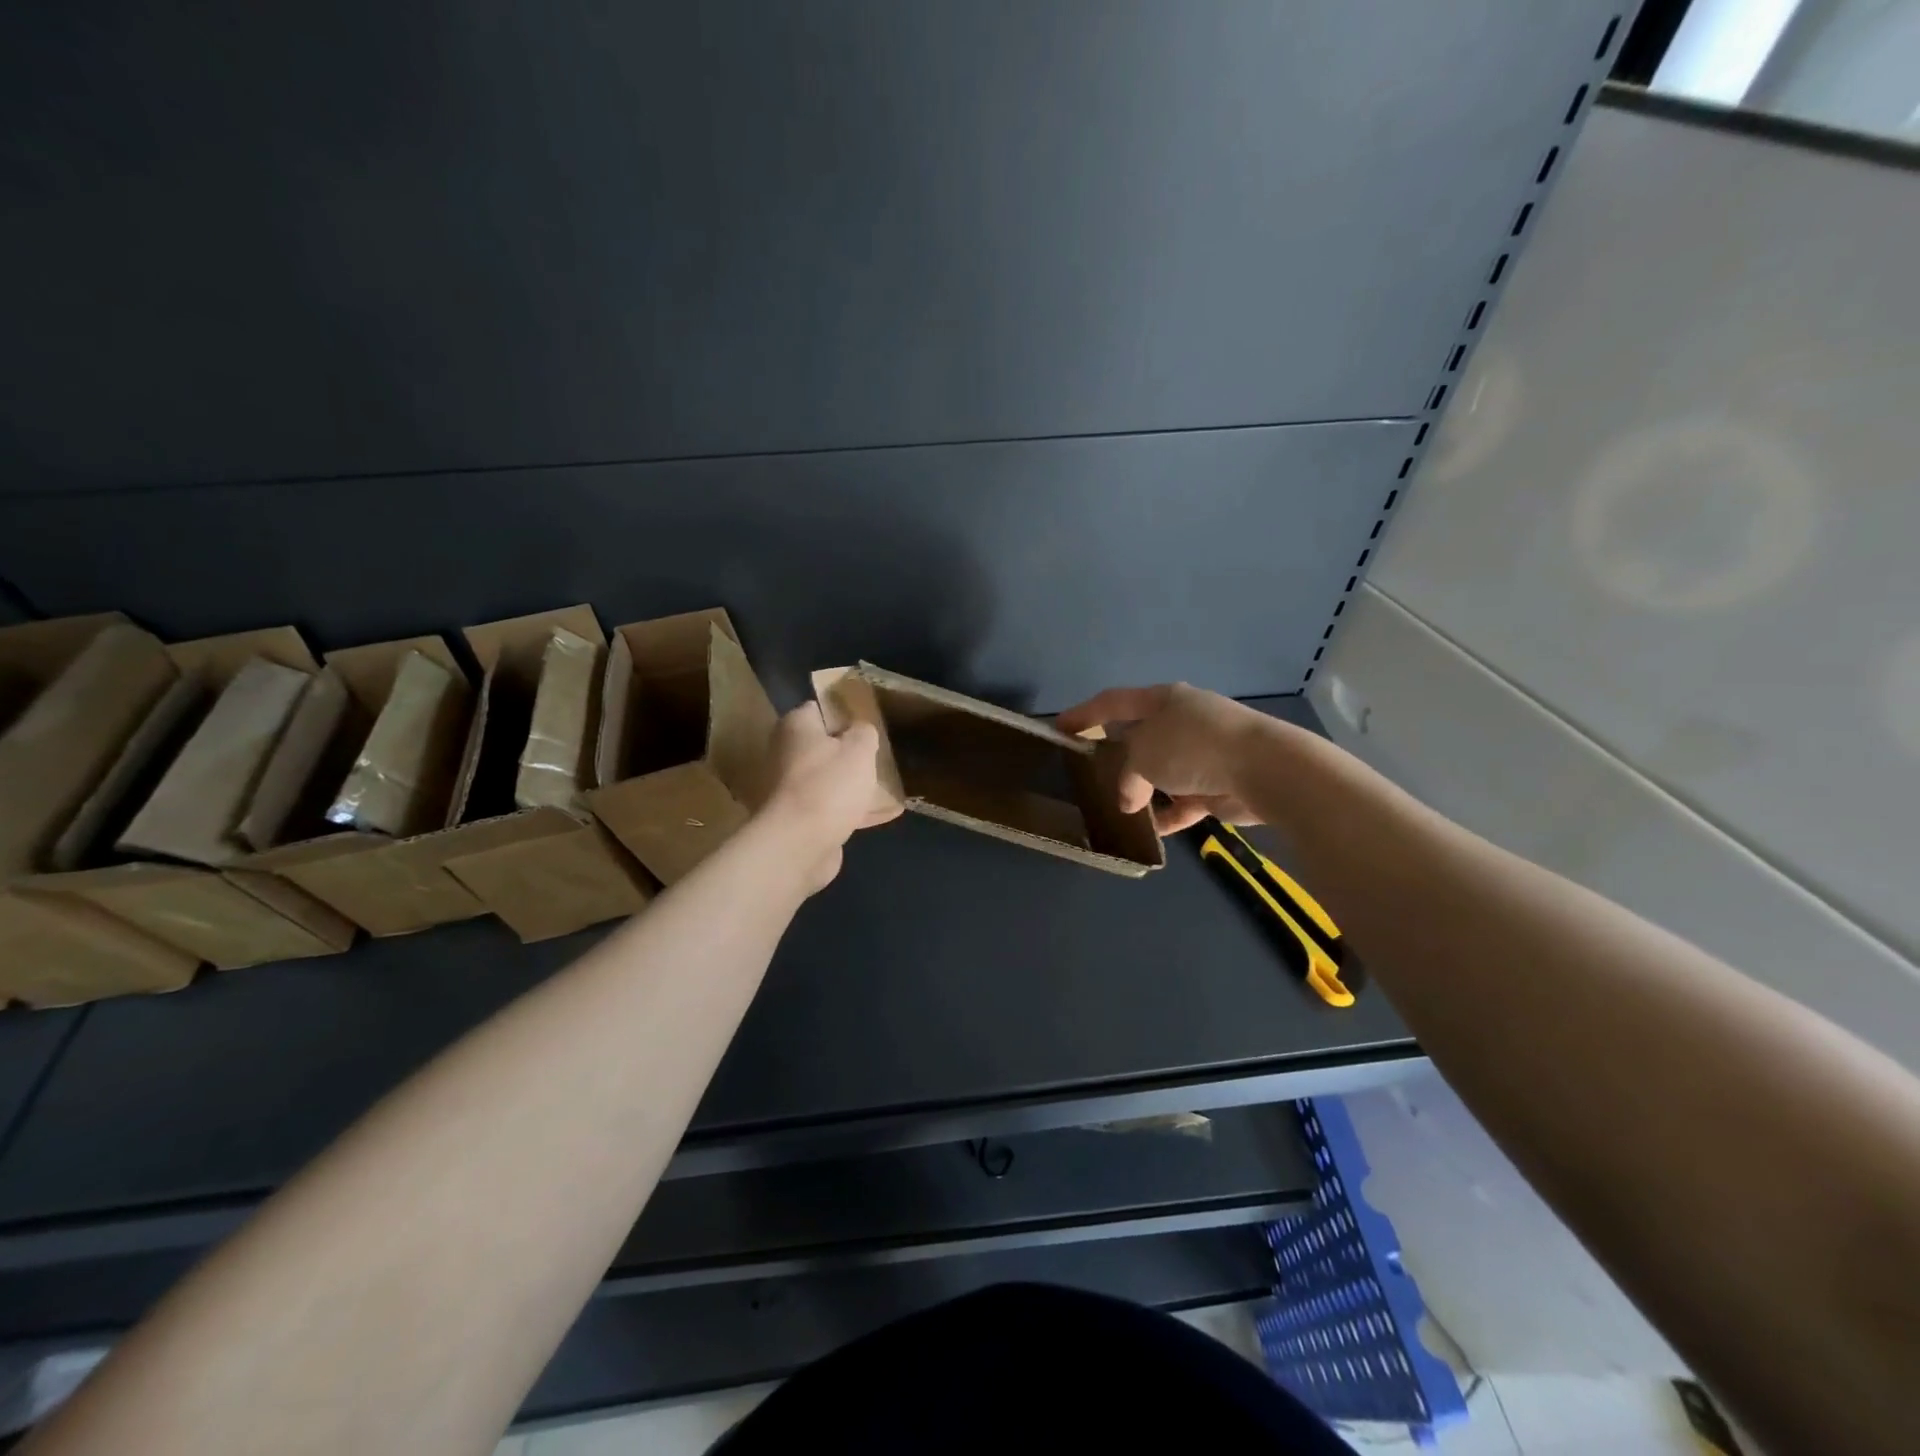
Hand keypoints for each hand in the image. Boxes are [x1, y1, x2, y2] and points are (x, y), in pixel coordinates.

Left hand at [760, 704, 900, 890]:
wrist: (799, 845)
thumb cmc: (829, 785)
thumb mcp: (859, 748)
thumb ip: (864, 732)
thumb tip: (861, 730)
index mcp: (795, 727)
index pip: (820, 709)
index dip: (846, 713)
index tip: (870, 722)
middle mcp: (785, 754)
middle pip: (825, 746)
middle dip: (851, 752)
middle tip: (880, 754)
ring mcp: (790, 789)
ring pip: (829, 779)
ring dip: (853, 783)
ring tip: (887, 784)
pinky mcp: (799, 819)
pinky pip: (832, 807)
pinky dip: (854, 809)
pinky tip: (886, 814)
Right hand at [1055, 683, 1267, 835]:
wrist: (1264, 770)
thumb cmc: (1193, 747)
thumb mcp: (1142, 755)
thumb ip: (1125, 776)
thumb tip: (1130, 800)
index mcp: (1163, 700)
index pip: (1114, 702)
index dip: (1084, 713)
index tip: (1060, 728)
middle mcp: (1183, 722)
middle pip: (1139, 737)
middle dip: (1116, 756)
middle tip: (1090, 774)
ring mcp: (1204, 753)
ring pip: (1162, 771)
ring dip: (1142, 790)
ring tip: (1116, 809)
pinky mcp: (1219, 783)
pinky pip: (1183, 801)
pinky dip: (1167, 814)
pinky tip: (1149, 831)